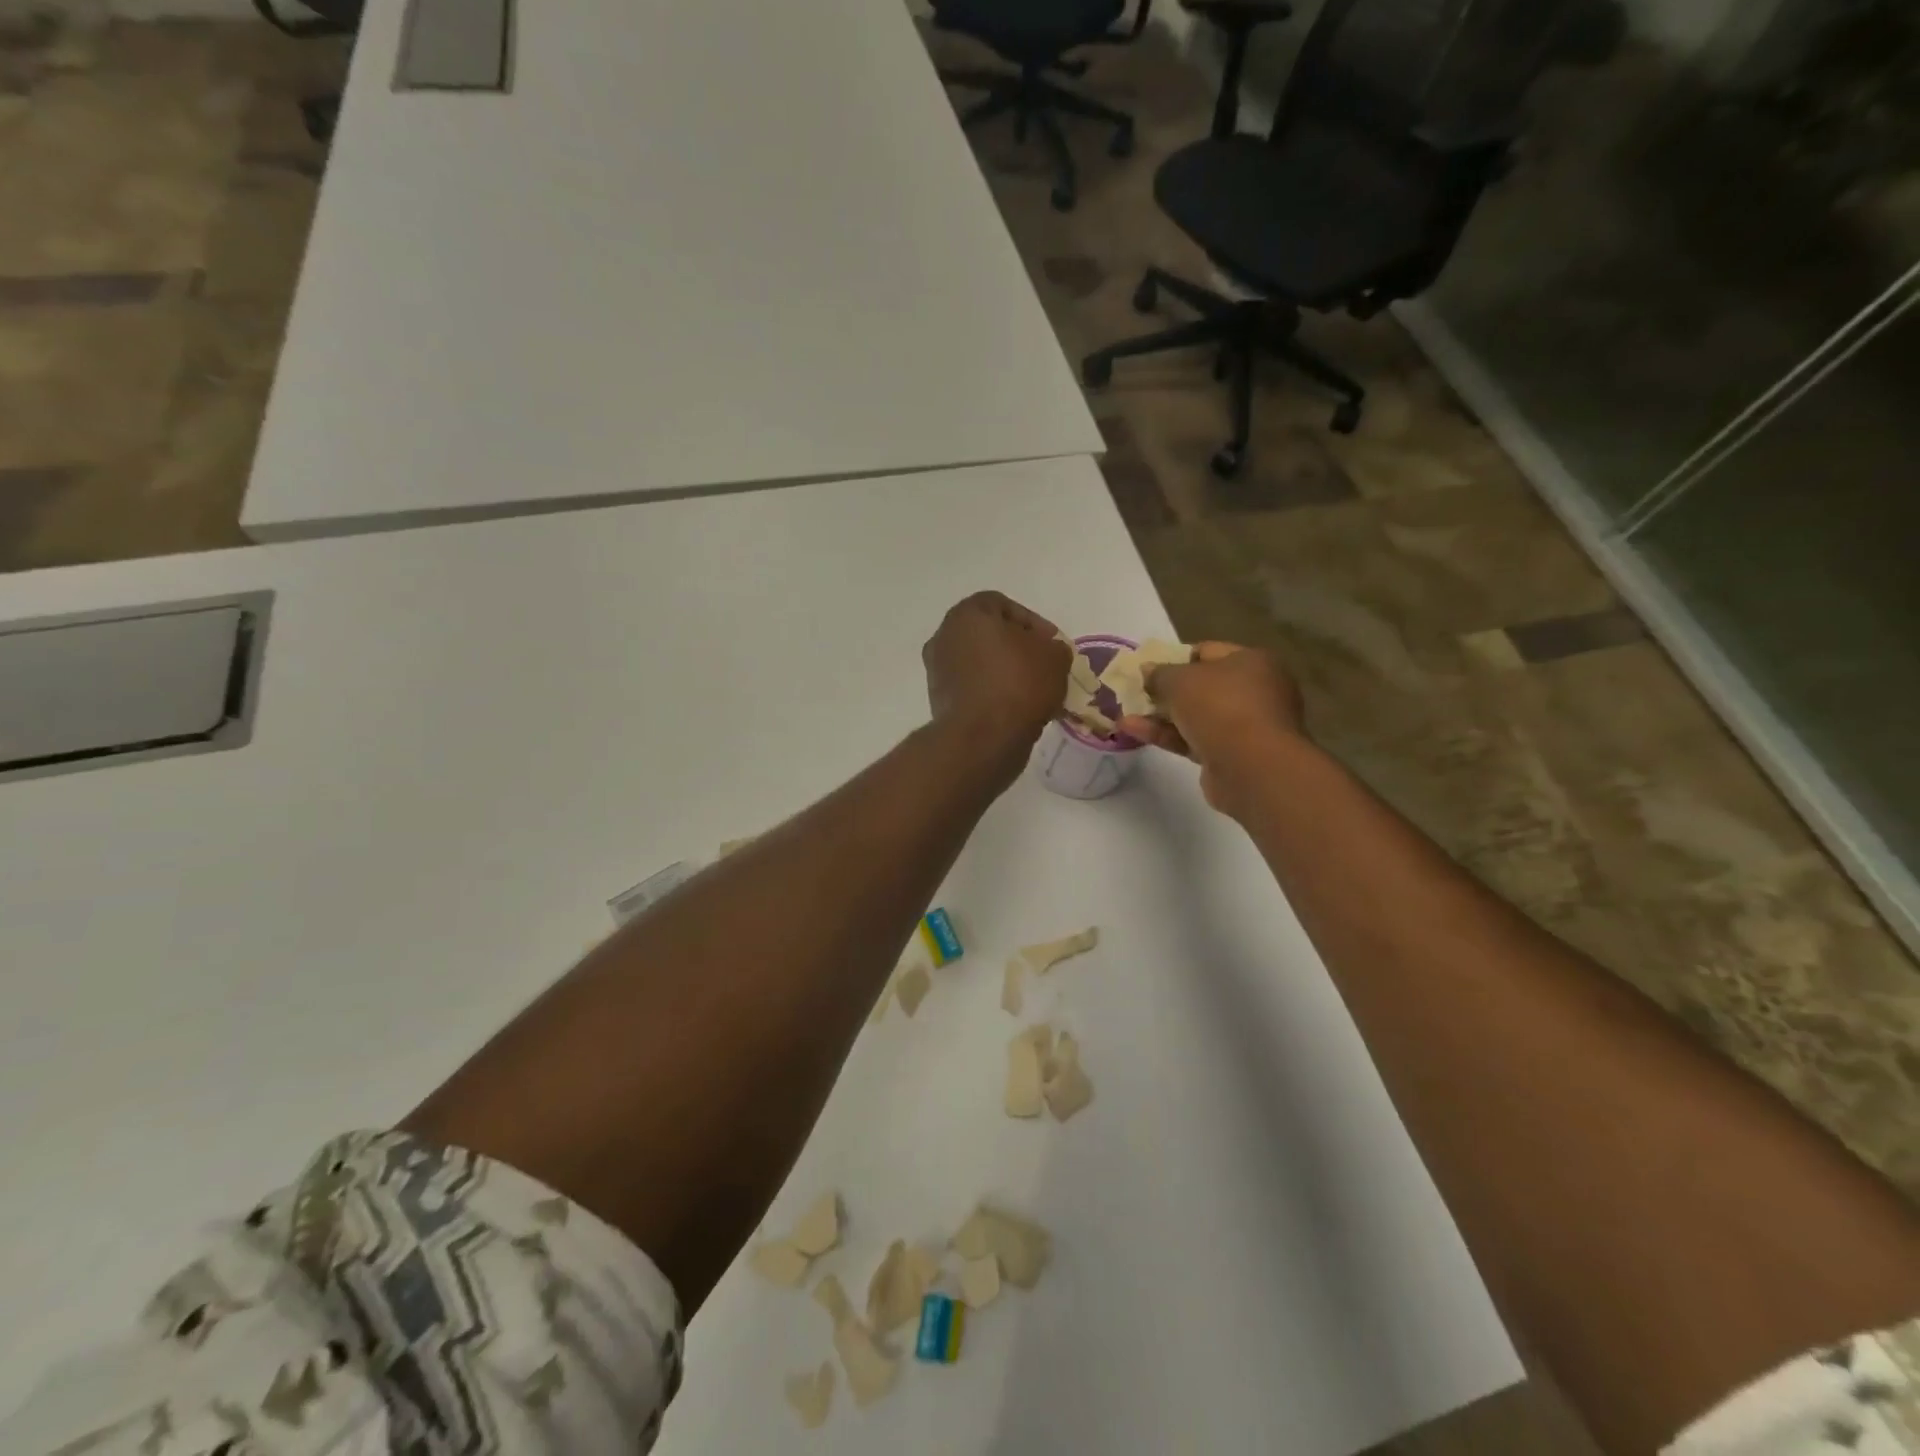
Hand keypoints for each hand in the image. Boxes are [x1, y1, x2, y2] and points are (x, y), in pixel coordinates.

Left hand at [923, 592, 1070, 754]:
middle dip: (1019, 649)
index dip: (1033, 623)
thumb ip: (1054, 647)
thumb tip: (1048, 653)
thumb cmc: (1018, 684)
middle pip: (989, 636)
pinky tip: (1017, 710)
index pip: (1003, 605)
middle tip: (1044, 666)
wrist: (982, 738)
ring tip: (1035, 692)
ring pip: (981, 664)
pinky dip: (993, 694)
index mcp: (967, 614)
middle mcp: (944, 636)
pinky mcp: (939, 700)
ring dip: (1006, 674)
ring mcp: (938, 670)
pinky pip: (973, 688)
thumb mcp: (1055, 657)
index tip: (1053, 644)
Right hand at [1116, 642, 1306, 813]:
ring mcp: (1244, 725)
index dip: (1174, 657)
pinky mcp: (1231, 755)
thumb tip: (1147, 670)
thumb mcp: (1180, 680)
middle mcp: (1254, 690)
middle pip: (1201, 686)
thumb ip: (1159, 673)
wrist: (1251, 767)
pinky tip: (1132, 731)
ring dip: (1160, 715)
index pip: (1207, 651)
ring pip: (1195, 715)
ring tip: (1124, 713)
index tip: (1147, 668)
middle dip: (1165, 690)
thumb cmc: (1220, 707)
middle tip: (1135, 692)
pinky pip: (1193, 739)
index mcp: (1251, 662)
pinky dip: (1166, 734)